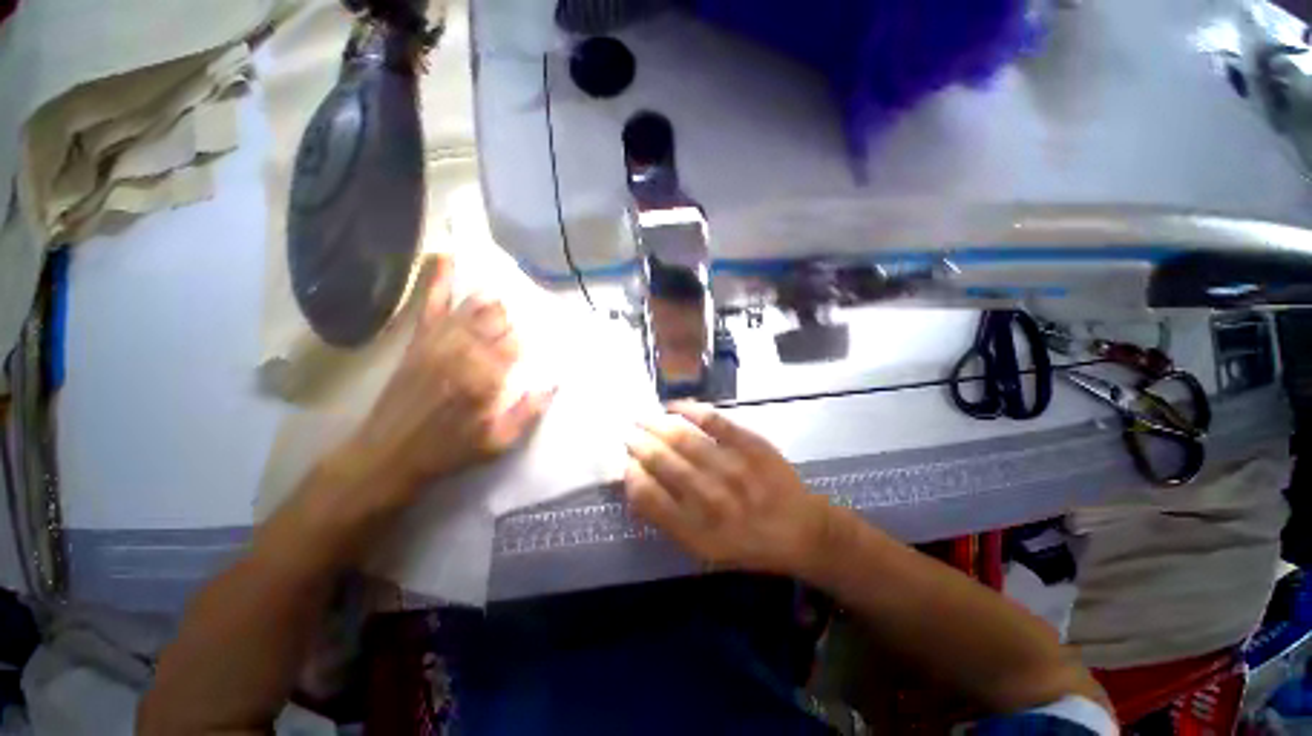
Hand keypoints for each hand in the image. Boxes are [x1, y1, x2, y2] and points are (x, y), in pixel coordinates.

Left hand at [347, 258, 553, 501]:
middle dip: (511, 320)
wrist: (388, 455)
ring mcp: (438, 342)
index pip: (515, 344)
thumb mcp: (498, 443)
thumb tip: (553, 384)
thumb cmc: (448, 451)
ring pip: (472, 309)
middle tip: (518, 326)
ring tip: (502, 297)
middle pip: (496, 321)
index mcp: (485, 377)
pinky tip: (445, 258)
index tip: (532, 347)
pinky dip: (437, 281)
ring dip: (490, 301)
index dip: (526, 342)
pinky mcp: (418, 341)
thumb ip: (528, 412)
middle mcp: (463, 352)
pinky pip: (430, 305)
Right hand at [624, 402, 830, 575]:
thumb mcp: (703, 548)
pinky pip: (714, 420)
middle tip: (628, 433)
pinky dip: (690, 409)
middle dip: (638, 444)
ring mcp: (733, 469)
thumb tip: (637, 483)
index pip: (649, 497)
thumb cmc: (747, 542)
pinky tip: (674, 406)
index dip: (631, 475)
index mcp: (696, 531)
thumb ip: (667, 519)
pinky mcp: (751, 445)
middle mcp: (712, 500)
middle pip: (662, 462)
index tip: (626, 463)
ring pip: (683, 439)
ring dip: (656, 425)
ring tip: (642, 418)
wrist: (800, 529)